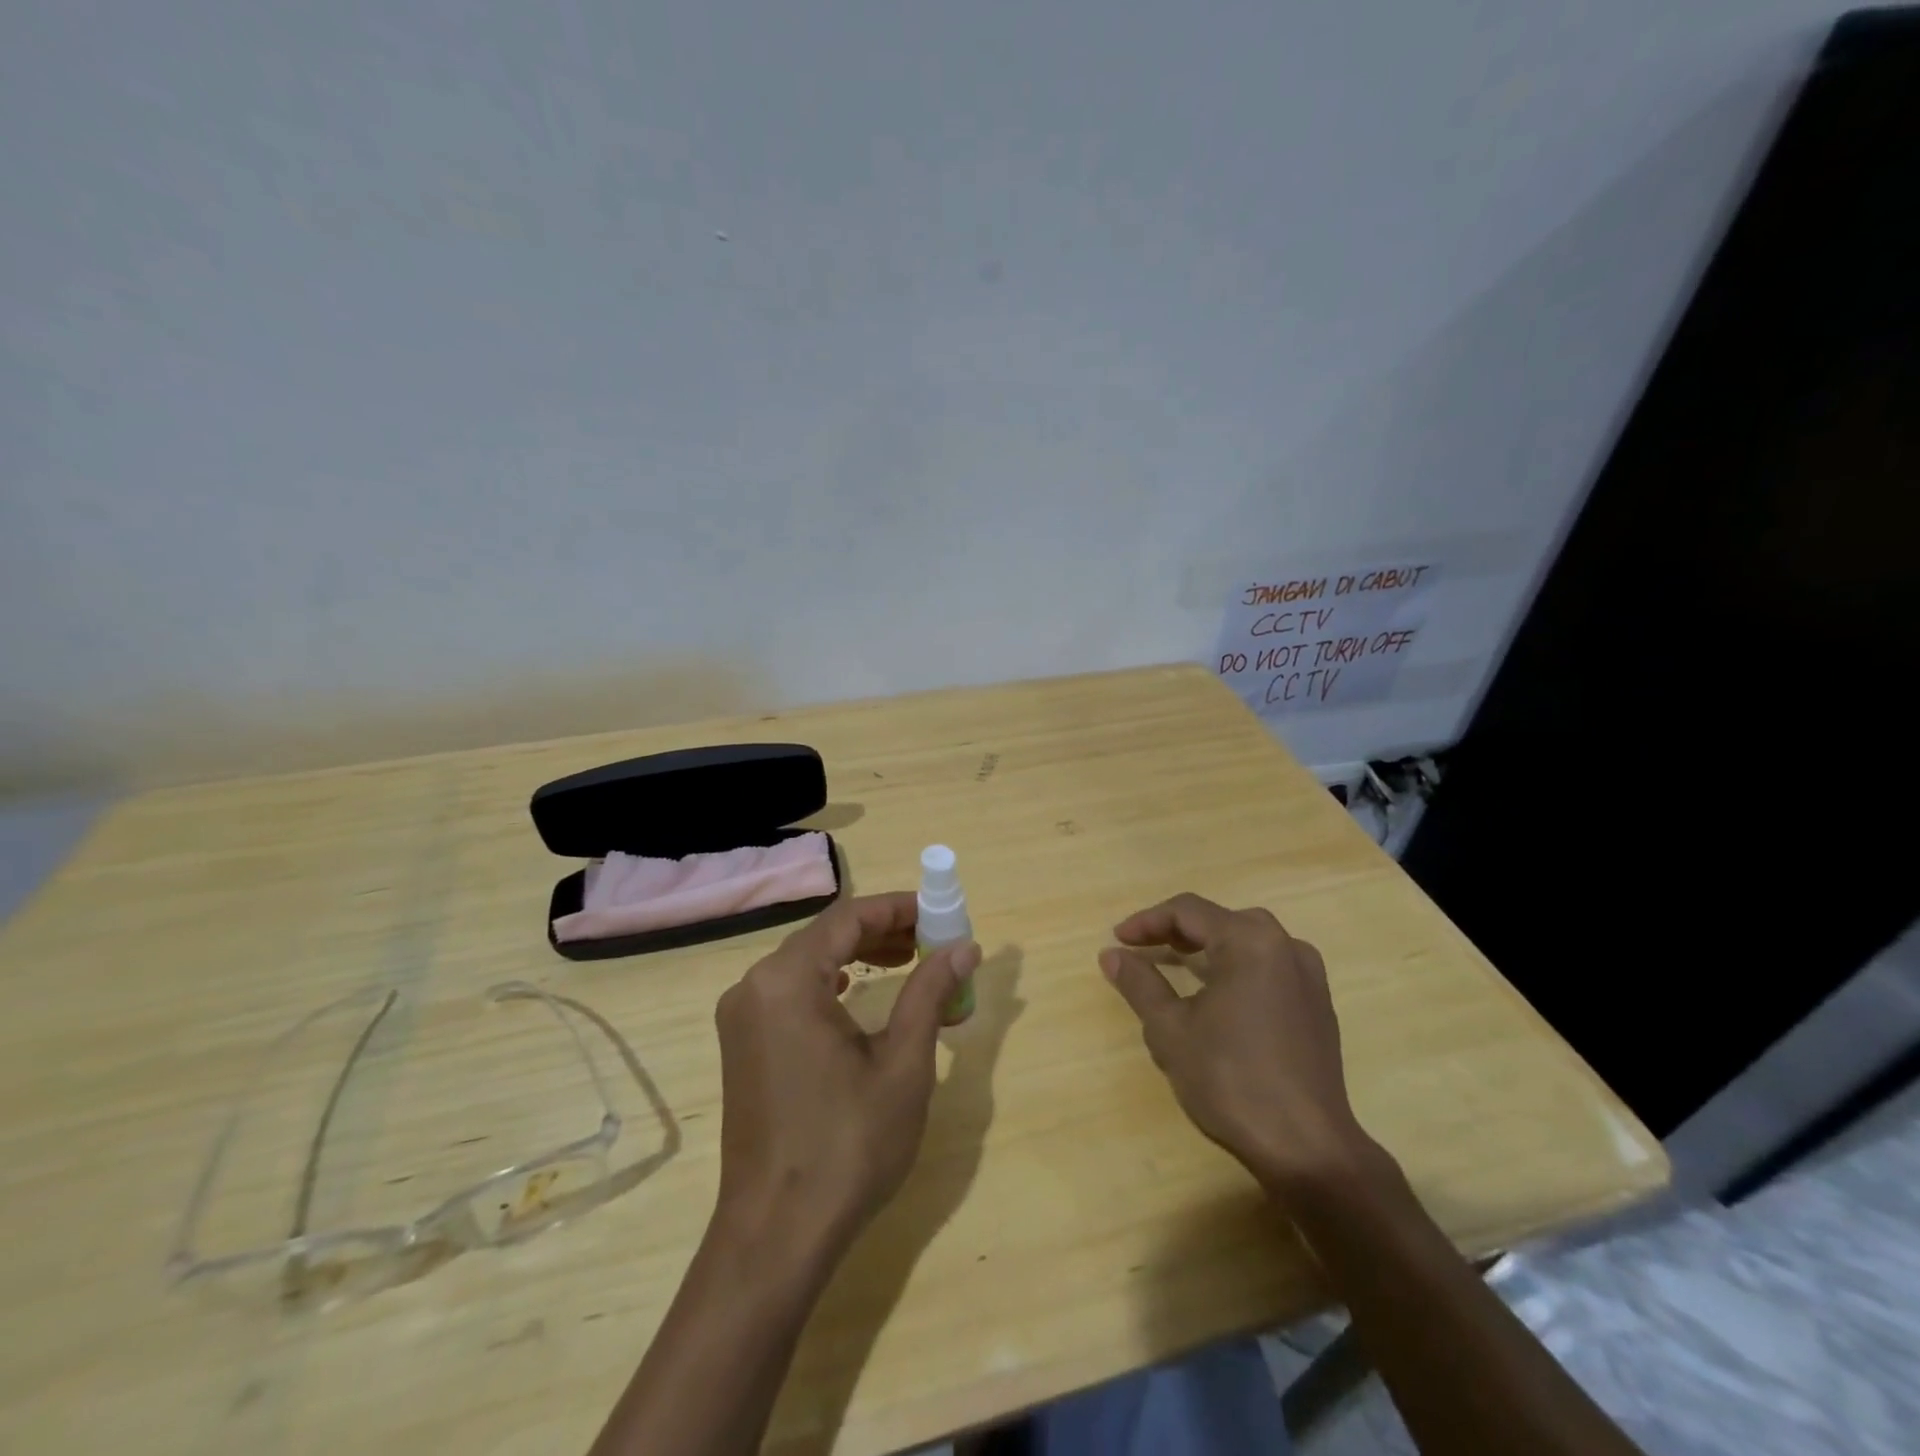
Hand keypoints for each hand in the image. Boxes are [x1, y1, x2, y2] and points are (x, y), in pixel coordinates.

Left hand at [713, 892, 981, 1258]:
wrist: (777, 1235)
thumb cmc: (847, 1145)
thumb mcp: (903, 1063)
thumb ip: (930, 992)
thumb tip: (966, 946)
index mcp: (787, 980)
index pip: (848, 917)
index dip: (898, 907)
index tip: (940, 912)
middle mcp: (754, 986)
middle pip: (825, 935)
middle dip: (882, 930)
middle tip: (932, 940)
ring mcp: (742, 1016)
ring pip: (807, 961)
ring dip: (858, 954)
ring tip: (908, 960)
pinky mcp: (742, 1044)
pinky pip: (791, 990)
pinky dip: (830, 981)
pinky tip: (857, 991)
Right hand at [1100, 893, 1378, 1194]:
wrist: (1306, 1148)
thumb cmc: (1231, 1079)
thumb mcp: (1170, 1029)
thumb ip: (1140, 983)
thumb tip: (1111, 954)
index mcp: (1250, 941)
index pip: (1188, 911)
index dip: (1146, 921)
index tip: (1117, 940)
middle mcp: (1285, 946)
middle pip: (1220, 920)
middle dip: (1176, 931)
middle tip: (1143, 950)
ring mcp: (1309, 976)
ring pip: (1247, 942)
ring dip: (1207, 948)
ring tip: (1175, 967)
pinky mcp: (1318, 1005)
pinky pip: (1269, 967)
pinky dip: (1236, 968)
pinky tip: (1218, 996)